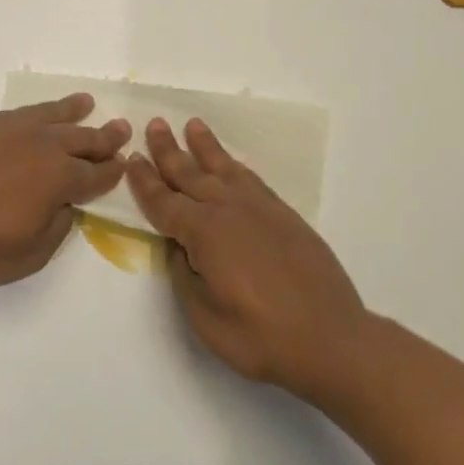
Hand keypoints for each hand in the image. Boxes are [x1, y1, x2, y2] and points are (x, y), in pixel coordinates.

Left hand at [0, 94, 130, 290]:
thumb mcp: (27, 256)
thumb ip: (56, 228)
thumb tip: (65, 206)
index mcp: (56, 179)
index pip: (95, 174)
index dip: (112, 171)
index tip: (124, 163)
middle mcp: (38, 145)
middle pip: (80, 138)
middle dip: (104, 136)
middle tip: (121, 128)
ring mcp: (4, 128)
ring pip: (48, 115)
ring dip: (71, 111)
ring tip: (86, 103)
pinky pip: (14, 114)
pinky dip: (33, 113)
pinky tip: (32, 117)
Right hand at [127, 117, 368, 402]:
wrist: (331, 340)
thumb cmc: (259, 336)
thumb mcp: (203, 316)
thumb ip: (184, 275)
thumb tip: (180, 248)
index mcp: (204, 232)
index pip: (164, 202)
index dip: (145, 181)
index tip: (131, 159)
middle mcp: (229, 209)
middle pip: (191, 174)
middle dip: (169, 151)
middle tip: (155, 124)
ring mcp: (261, 209)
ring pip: (224, 168)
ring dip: (205, 147)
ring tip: (192, 125)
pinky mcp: (285, 216)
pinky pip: (251, 179)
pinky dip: (235, 166)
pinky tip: (230, 164)